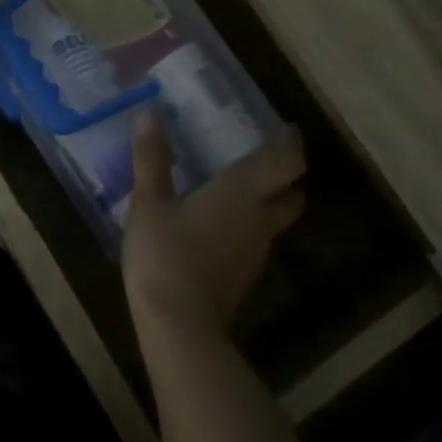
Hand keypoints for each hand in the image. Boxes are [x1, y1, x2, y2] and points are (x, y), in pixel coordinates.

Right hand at [123, 112, 305, 338]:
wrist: (179, 327)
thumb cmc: (165, 255)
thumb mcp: (149, 204)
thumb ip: (151, 159)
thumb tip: (149, 114)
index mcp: (244, 192)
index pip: (289, 160)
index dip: (291, 142)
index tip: (283, 128)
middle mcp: (261, 218)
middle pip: (293, 193)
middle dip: (284, 177)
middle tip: (258, 161)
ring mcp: (256, 252)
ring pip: (275, 221)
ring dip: (265, 204)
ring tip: (234, 191)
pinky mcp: (245, 277)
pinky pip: (256, 242)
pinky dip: (247, 229)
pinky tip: (217, 227)